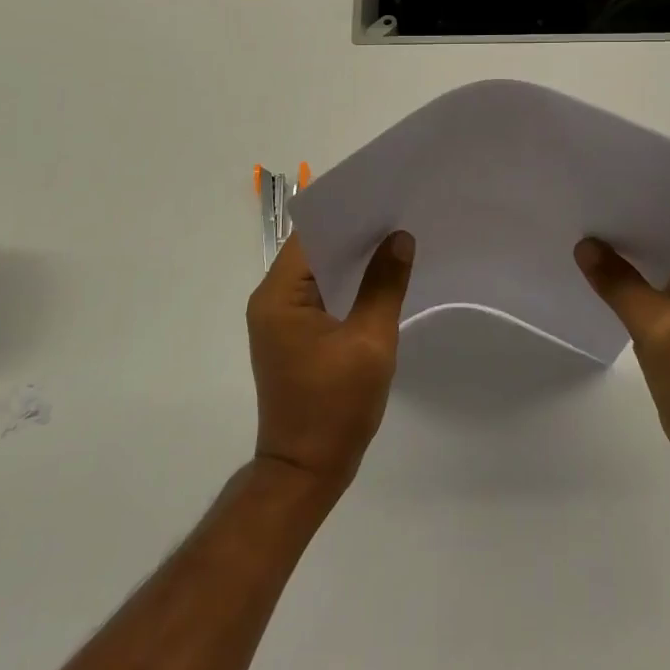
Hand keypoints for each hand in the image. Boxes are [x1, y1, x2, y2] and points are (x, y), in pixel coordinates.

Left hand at [247, 230, 414, 498]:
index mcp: (278, 295)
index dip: (345, 212)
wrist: (305, 472)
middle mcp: (270, 300)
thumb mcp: (370, 342)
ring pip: (315, 271)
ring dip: (349, 257)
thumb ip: (384, 285)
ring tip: (392, 237)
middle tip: (395, 213)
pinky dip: (344, 282)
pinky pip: (318, 293)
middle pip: (311, 249)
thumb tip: (399, 238)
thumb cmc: (335, 407)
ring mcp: (278, 319)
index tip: (381, 196)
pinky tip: (377, 277)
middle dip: (352, 231)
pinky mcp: (291, 336)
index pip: (309, 235)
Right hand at [574, 234, 669, 493]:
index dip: (637, 213)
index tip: (596, 201)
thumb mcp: (655, 325)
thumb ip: (618, 282)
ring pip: (655, 275)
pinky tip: (597, 285)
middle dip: (625, 239)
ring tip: (581, 246)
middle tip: (580, 220)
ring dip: (625, 267)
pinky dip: (629, 293)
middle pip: (663, 248)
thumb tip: (585, 245)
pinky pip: (653, 299)